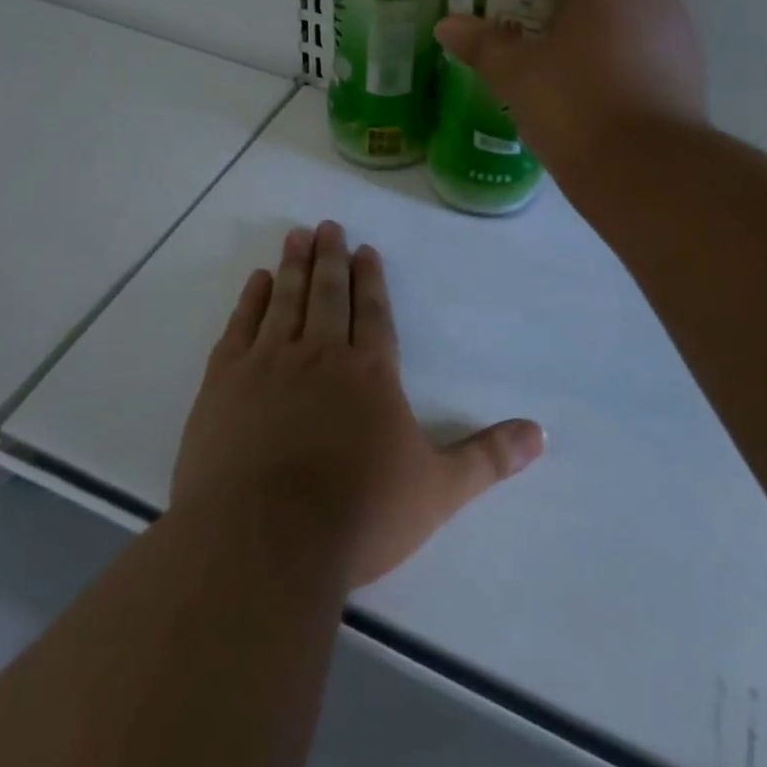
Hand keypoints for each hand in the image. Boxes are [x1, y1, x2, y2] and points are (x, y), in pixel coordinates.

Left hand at [171, 222, 544, 587]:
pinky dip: (251, 300)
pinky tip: (257, 282)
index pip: (373, 313)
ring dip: (294, 266)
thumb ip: (488, 458)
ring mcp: (268, 364)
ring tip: (297, 236)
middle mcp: (320, 355)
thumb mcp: (438, 491)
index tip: (365, 249)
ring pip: (286, 300)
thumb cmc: (358, 515)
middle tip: (328, 226)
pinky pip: (241, 327)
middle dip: (331, 258)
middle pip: (328, 295)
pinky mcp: (224, 383)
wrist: (264, 541)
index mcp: (370, 373)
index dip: (371, 279)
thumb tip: (541, 434)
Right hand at [436, 0, 705, 181]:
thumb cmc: (576, 104)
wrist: (646, 169)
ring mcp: (682, 32)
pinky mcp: (692, 71)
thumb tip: (446, 26)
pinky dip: (642, 37)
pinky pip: (666, 35)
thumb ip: (483, 46)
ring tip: (586, 27)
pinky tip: (609, 71)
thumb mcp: (518, 76)